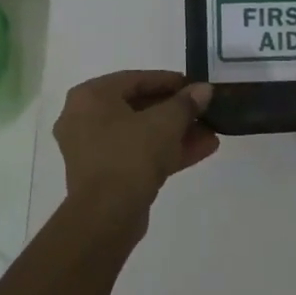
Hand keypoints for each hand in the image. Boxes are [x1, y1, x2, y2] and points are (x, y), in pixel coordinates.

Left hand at [53, 70, 218, 216]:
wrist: (107, 215)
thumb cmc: (131, 154)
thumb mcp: (166, 122)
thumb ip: (186, 102)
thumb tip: (204, 89)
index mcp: (90, 97)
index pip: (136, 79)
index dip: (170, 81)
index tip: (195, 86)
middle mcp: (84, 119)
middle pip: (139, 107)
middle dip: (176, 111)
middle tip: (204, 110)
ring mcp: (93, 150)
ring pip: (141, 134)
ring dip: (176, 133)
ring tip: (211, 131)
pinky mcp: (105, 176)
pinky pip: (138, 155)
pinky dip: (165, 151)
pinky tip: (203, 149)